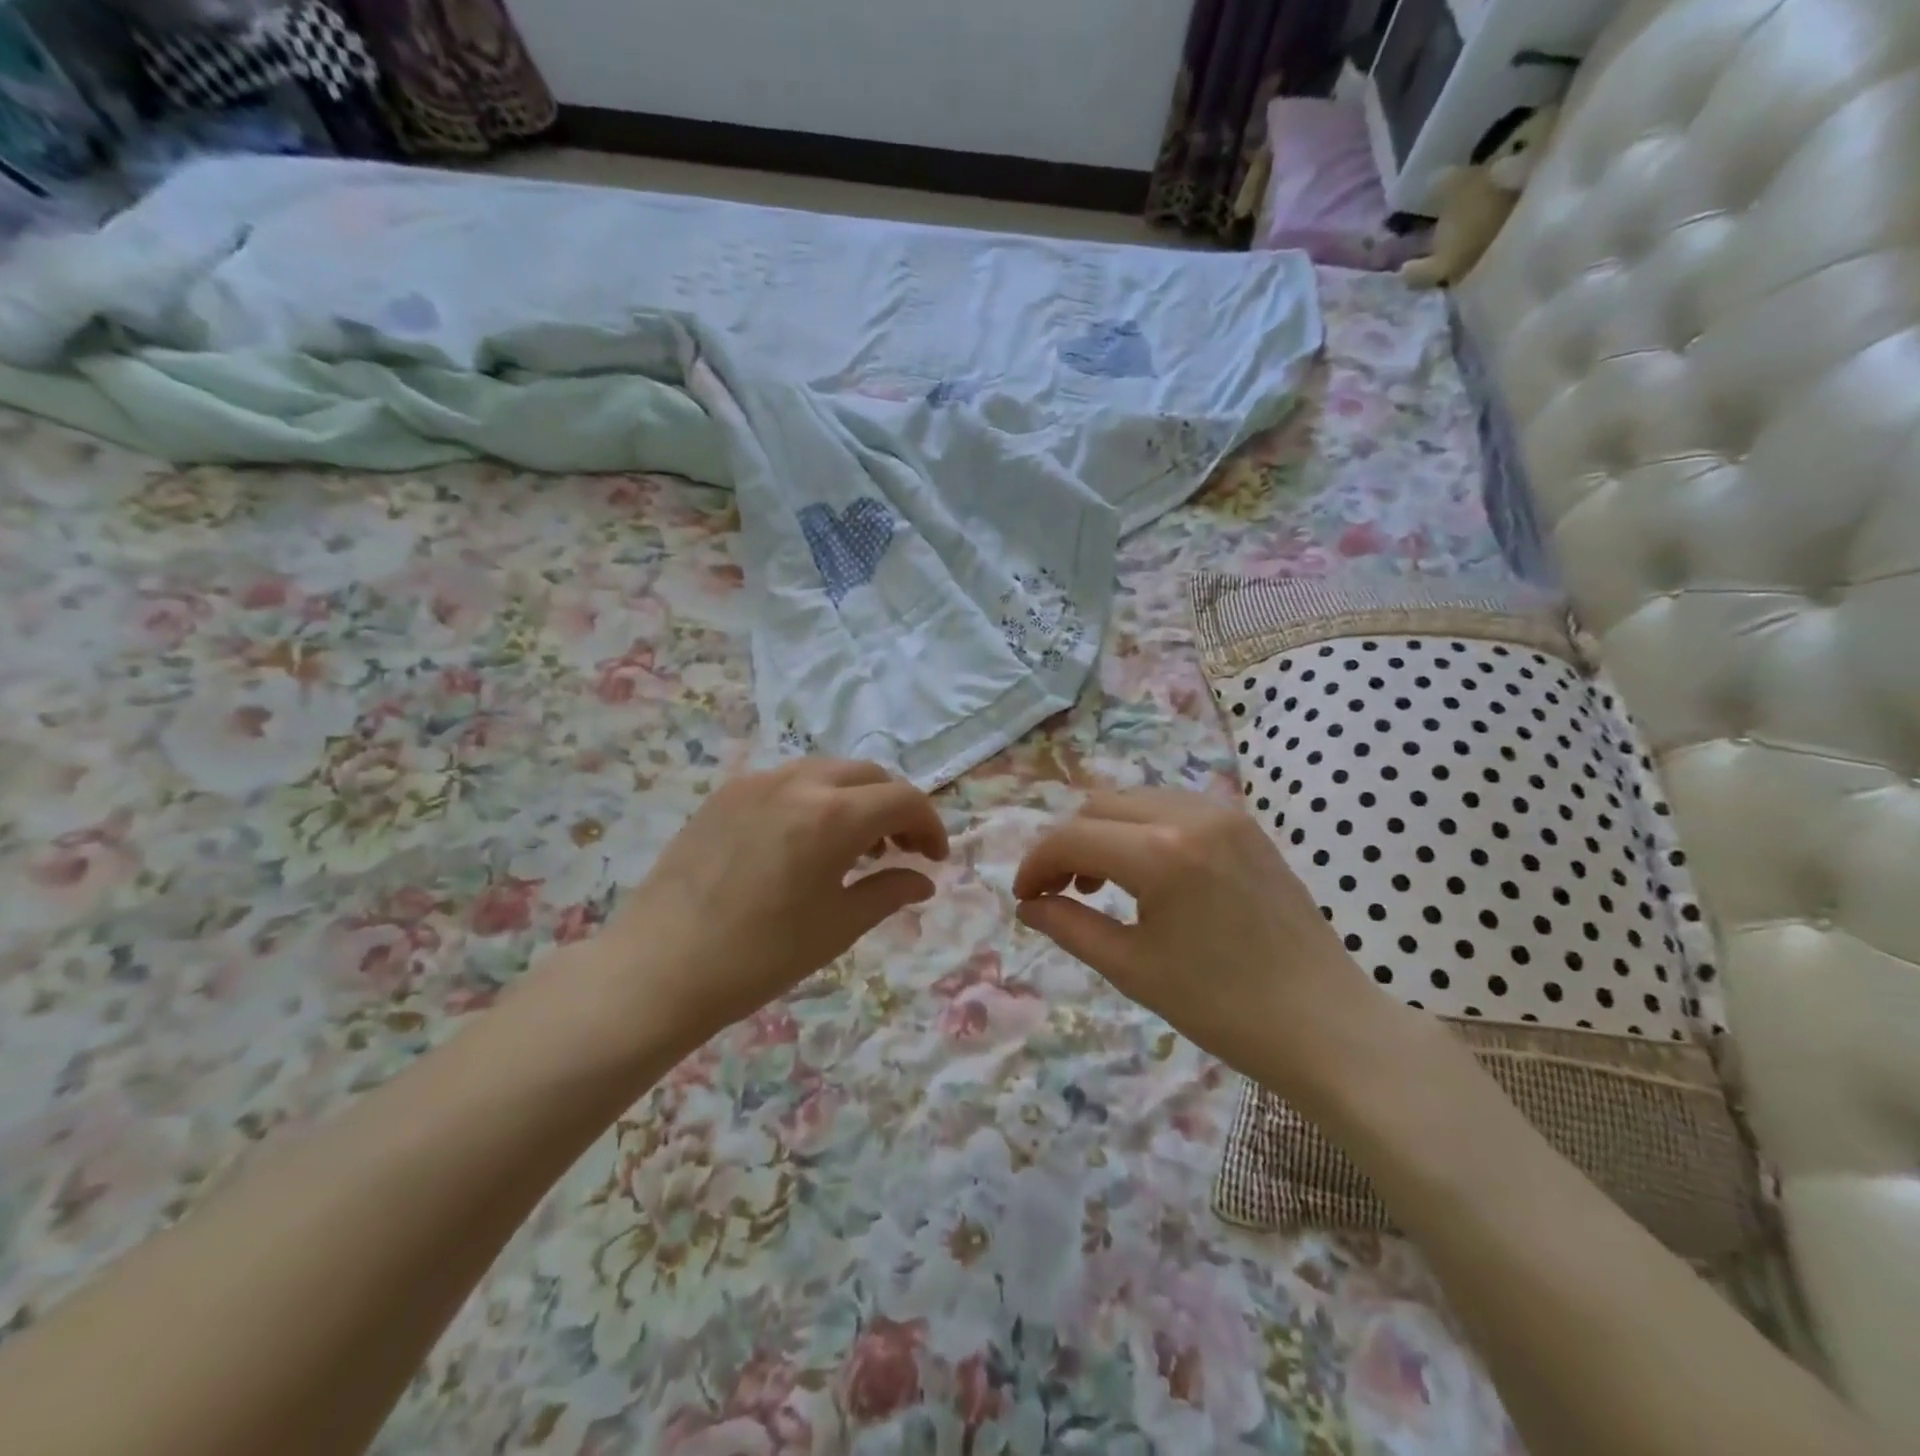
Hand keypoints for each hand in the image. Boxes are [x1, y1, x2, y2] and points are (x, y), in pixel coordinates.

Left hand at [595, 759, 948, 1050]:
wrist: (660, 967)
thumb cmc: (760, 955)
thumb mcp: (838, 926)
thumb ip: (889, 892)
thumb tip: (922, 880)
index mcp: (834, 815)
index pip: (903, 800)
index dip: (930, 825)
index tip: (935, 859)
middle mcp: (799, 782)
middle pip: (868, 775)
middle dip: (895, 807)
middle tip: (900, 850)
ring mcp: (756, 782)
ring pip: (827, 772)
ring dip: (855, 799)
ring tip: (854, 848)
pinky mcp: (726, 793)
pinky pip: (788, 782)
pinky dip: (815, 800)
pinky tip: (804, 842)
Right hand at [1013, 789, 1417, 1114]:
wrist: (1325, 1024)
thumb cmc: (1223, 1007)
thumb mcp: (1132, 969)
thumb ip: (1069, 926)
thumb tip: (1028, 905)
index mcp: (1159, 853)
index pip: (1072, 837)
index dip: (1036, 864)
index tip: (1025, 897)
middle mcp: (1190, 815)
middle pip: (1099, 806)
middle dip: (1068, 844)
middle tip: (1059, 892)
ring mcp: (1224, 814)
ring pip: (1136, 800)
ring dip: (1105, 833)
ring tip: (1101, 884)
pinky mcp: (1246, 825)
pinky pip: (1173, 807)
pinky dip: (1143, 829)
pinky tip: (1148, 874)